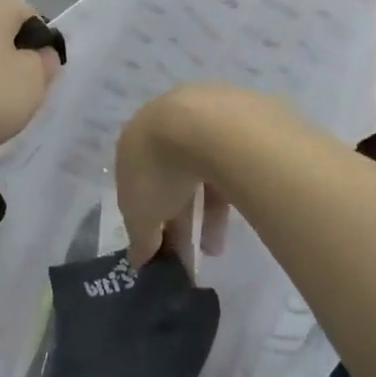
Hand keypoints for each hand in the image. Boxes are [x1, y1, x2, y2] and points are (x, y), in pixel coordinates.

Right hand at [114, 84, 256, 266]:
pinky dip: (232, 189)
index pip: (139, 184)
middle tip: (190, 254)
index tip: (160, 244)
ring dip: (208, 213)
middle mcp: (166, 123)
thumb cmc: (160, 168)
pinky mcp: (240, 118)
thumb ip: (140, 237)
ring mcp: (204, 117)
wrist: (209, 125)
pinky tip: (238, 214)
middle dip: (180, 220)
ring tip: (216, 249)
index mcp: (135, 141)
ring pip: (204, 172)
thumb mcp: (141, 213)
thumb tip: (138, 259)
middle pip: (172, 179)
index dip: (149, 216)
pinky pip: (232, 162)